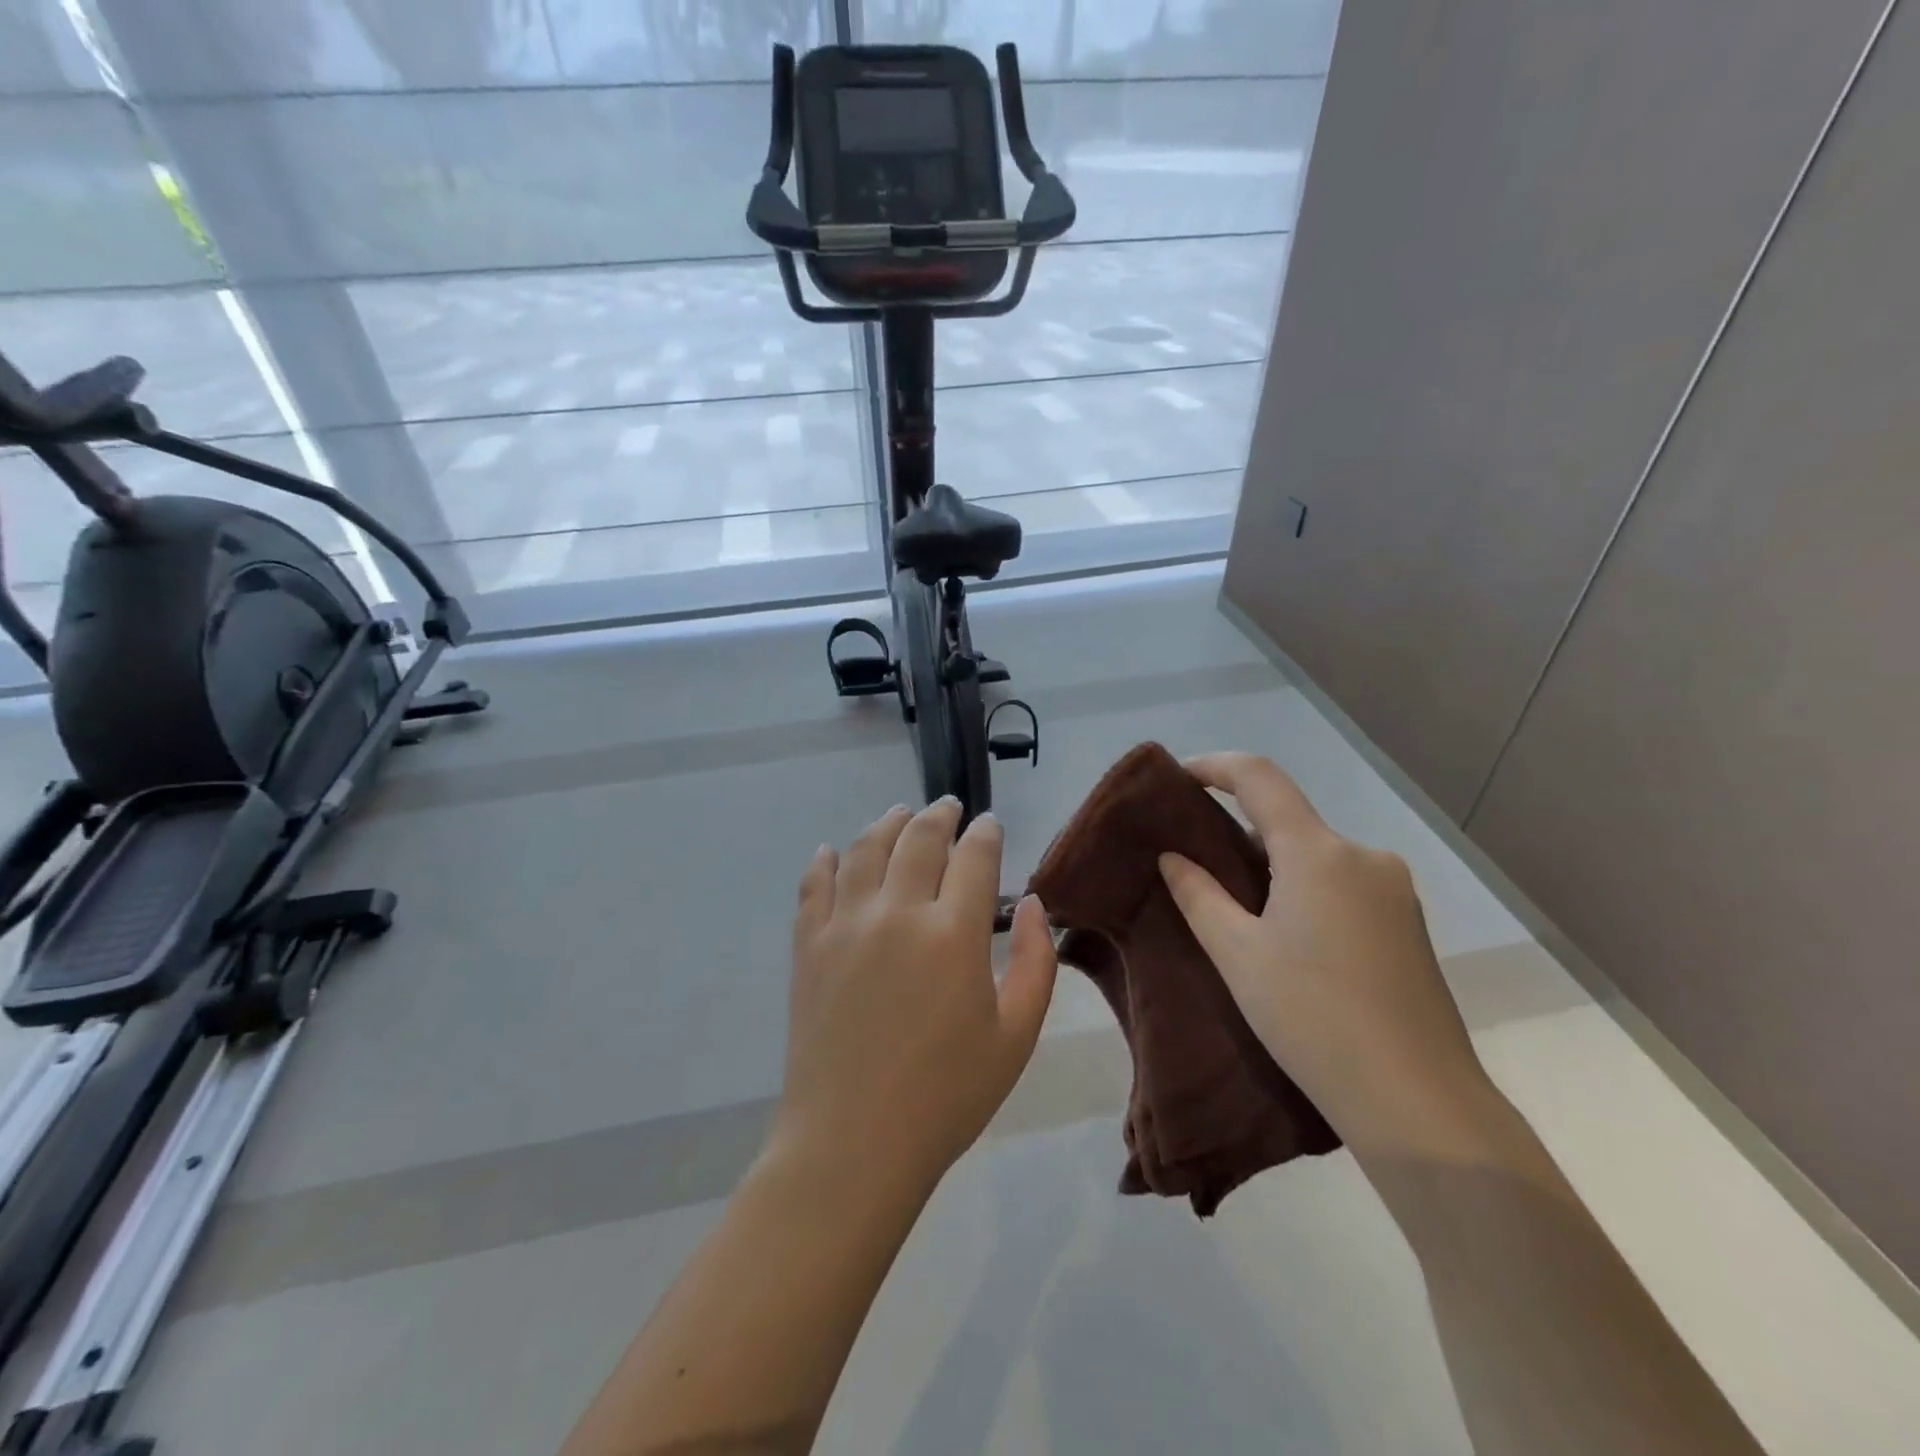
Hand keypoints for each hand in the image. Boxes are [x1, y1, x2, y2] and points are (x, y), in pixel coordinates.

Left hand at [774, 799, 1058, 1195]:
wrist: (853, 1144)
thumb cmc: (947, 1095)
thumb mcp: (1016, 1036)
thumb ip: (1037, 962)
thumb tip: (1034, 904)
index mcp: (954, 933)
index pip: (974, 856)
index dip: (985, 833)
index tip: (990, 825)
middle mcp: (897, 912)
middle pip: (918, 838)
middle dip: (939, 815)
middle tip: (947, 807)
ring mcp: (845, 925)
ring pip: (864, 849)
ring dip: (885, 824)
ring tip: (898, 814)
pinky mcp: (807, 946)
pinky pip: (813, 886)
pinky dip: (824, 861)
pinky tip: (830, 851)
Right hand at [1158, 753, 1499, 1162]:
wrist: (1417, 1102)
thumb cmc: (1312, 1016)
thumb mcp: (1237, 955)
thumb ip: (1199, 895)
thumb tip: (1174, 858)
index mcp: (1318, 852)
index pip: (1260, 777)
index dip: (1215, 766)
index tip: (1179, 778)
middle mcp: (1363, 856)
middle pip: (1289, 821)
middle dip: (1240, 831)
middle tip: (1198, 865)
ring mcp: (1394, 890)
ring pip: (1317, 856)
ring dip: (1274, 867)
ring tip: (1239, 913)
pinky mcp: (1408, 924)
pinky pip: (1343, 884)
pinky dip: (1306, 890)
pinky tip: (1290, 939)